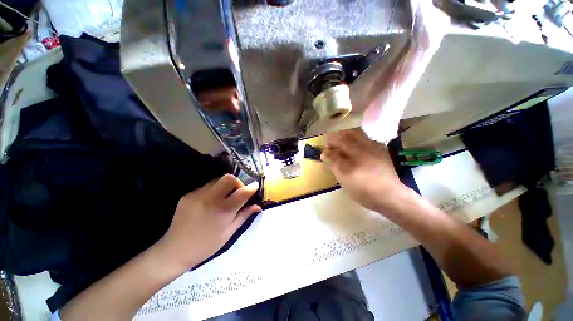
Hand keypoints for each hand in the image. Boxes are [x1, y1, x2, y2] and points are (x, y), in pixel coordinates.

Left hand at [156, 174, 260, 270]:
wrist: (174, 250)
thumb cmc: (206, 245)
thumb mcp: (229, 232)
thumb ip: (244, 215)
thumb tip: (258, 206)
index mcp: (223, 210)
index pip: (243, 192)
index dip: (252, 188)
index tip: (255, 187)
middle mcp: (211, 199)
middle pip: (229, 178)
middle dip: (238, 182)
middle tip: (238, 192)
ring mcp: (197, 195)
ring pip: (217, 179)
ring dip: (225, 185)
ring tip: (224, 197)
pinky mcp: (188, 195)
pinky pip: (206, 186)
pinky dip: (213, 190)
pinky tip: (210, 202)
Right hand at [321, 129, 409, 212]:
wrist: (390, 195)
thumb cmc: (364, 191)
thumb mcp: (345, 180)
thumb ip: (334, 164)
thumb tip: (324, 153)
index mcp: (355, 158)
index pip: (337, 146)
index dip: (328, 145)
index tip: (323, 148)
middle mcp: (365, 149)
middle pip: (347, 135)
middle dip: (336, 136)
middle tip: (330, 142)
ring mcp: (374, 147)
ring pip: (357, 134)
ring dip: (345, 135)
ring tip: (340, 141)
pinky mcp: (380, 149)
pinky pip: (365, 138)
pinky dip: (355, 138)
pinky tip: (353, 145)